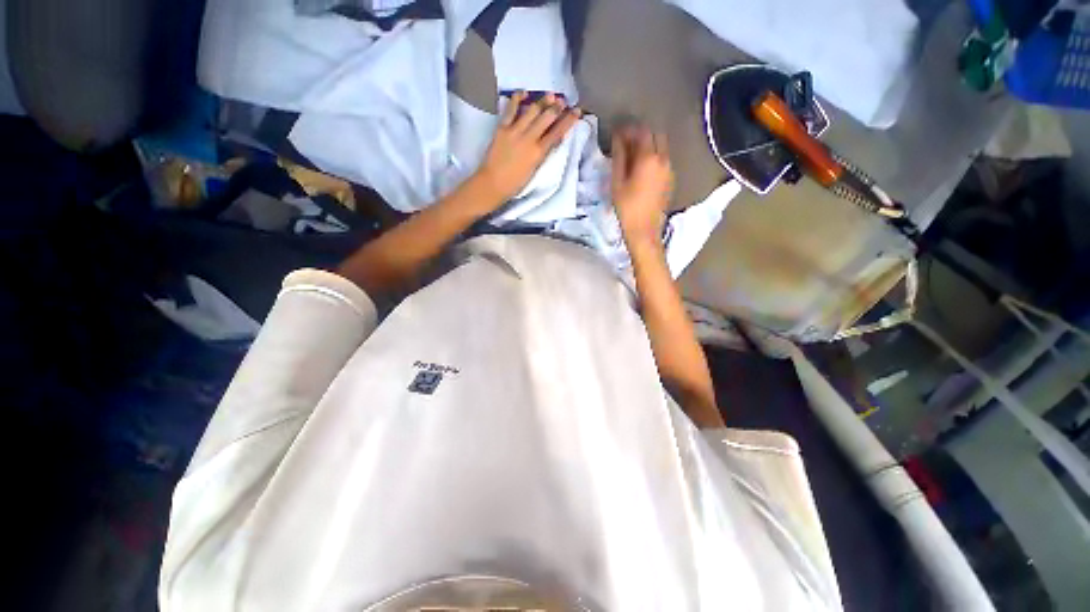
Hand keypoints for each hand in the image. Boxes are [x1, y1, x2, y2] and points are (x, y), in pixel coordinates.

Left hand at [475, 91, 581, 202]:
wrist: (493, 183)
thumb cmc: (516, 182)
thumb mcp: (535, 169)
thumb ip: (544, 153)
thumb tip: (555, 139)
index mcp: (539, 153)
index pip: (557, 133)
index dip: (568, 121)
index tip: (577, 111)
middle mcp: (529, 139)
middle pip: (546, 118)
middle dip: (557, 107)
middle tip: (564, 101)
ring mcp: (515, 131)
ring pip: (532, 111)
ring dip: (543, 101)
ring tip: (550, 95)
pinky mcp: (502, 128)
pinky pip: (511, 109)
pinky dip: (517, 98)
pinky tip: (524, 92)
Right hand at [611, 126, 673, 245]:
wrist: (644, 230)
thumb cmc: (627, 207)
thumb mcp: (617, 182)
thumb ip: (619, 157)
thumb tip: (618, 138)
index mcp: (649, 158)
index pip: (641, 132)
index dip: (629, 130)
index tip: (618, 132)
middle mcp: (664, 159)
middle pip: (655, 135)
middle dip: (641, 134)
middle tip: (626, 142)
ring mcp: (670, 169)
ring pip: (661, 147)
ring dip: (648, 145)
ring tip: (632, 155)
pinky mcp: (671, 179)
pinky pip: (664, 159)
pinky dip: (654, 157)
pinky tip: (642, 168)